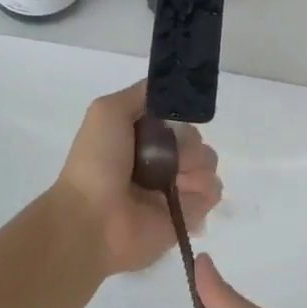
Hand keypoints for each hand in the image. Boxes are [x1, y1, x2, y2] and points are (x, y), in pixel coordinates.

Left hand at [50, 81, 221, 276]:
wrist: (93, 219)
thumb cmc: (97, 163)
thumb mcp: (107, 111)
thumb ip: (140, 94)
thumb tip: (169, 87)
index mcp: (141, 138)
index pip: (176, 117)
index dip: (177, 115)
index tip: (169, 119)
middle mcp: (161, 161)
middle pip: (196, 137)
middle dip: (186, 141)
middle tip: (166, 154)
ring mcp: (177, 188)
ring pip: (208, 160)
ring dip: (194, 164)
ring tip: (171, 179)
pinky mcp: (190, 214)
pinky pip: (213, 190)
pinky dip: (201, 188)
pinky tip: (179, 194)